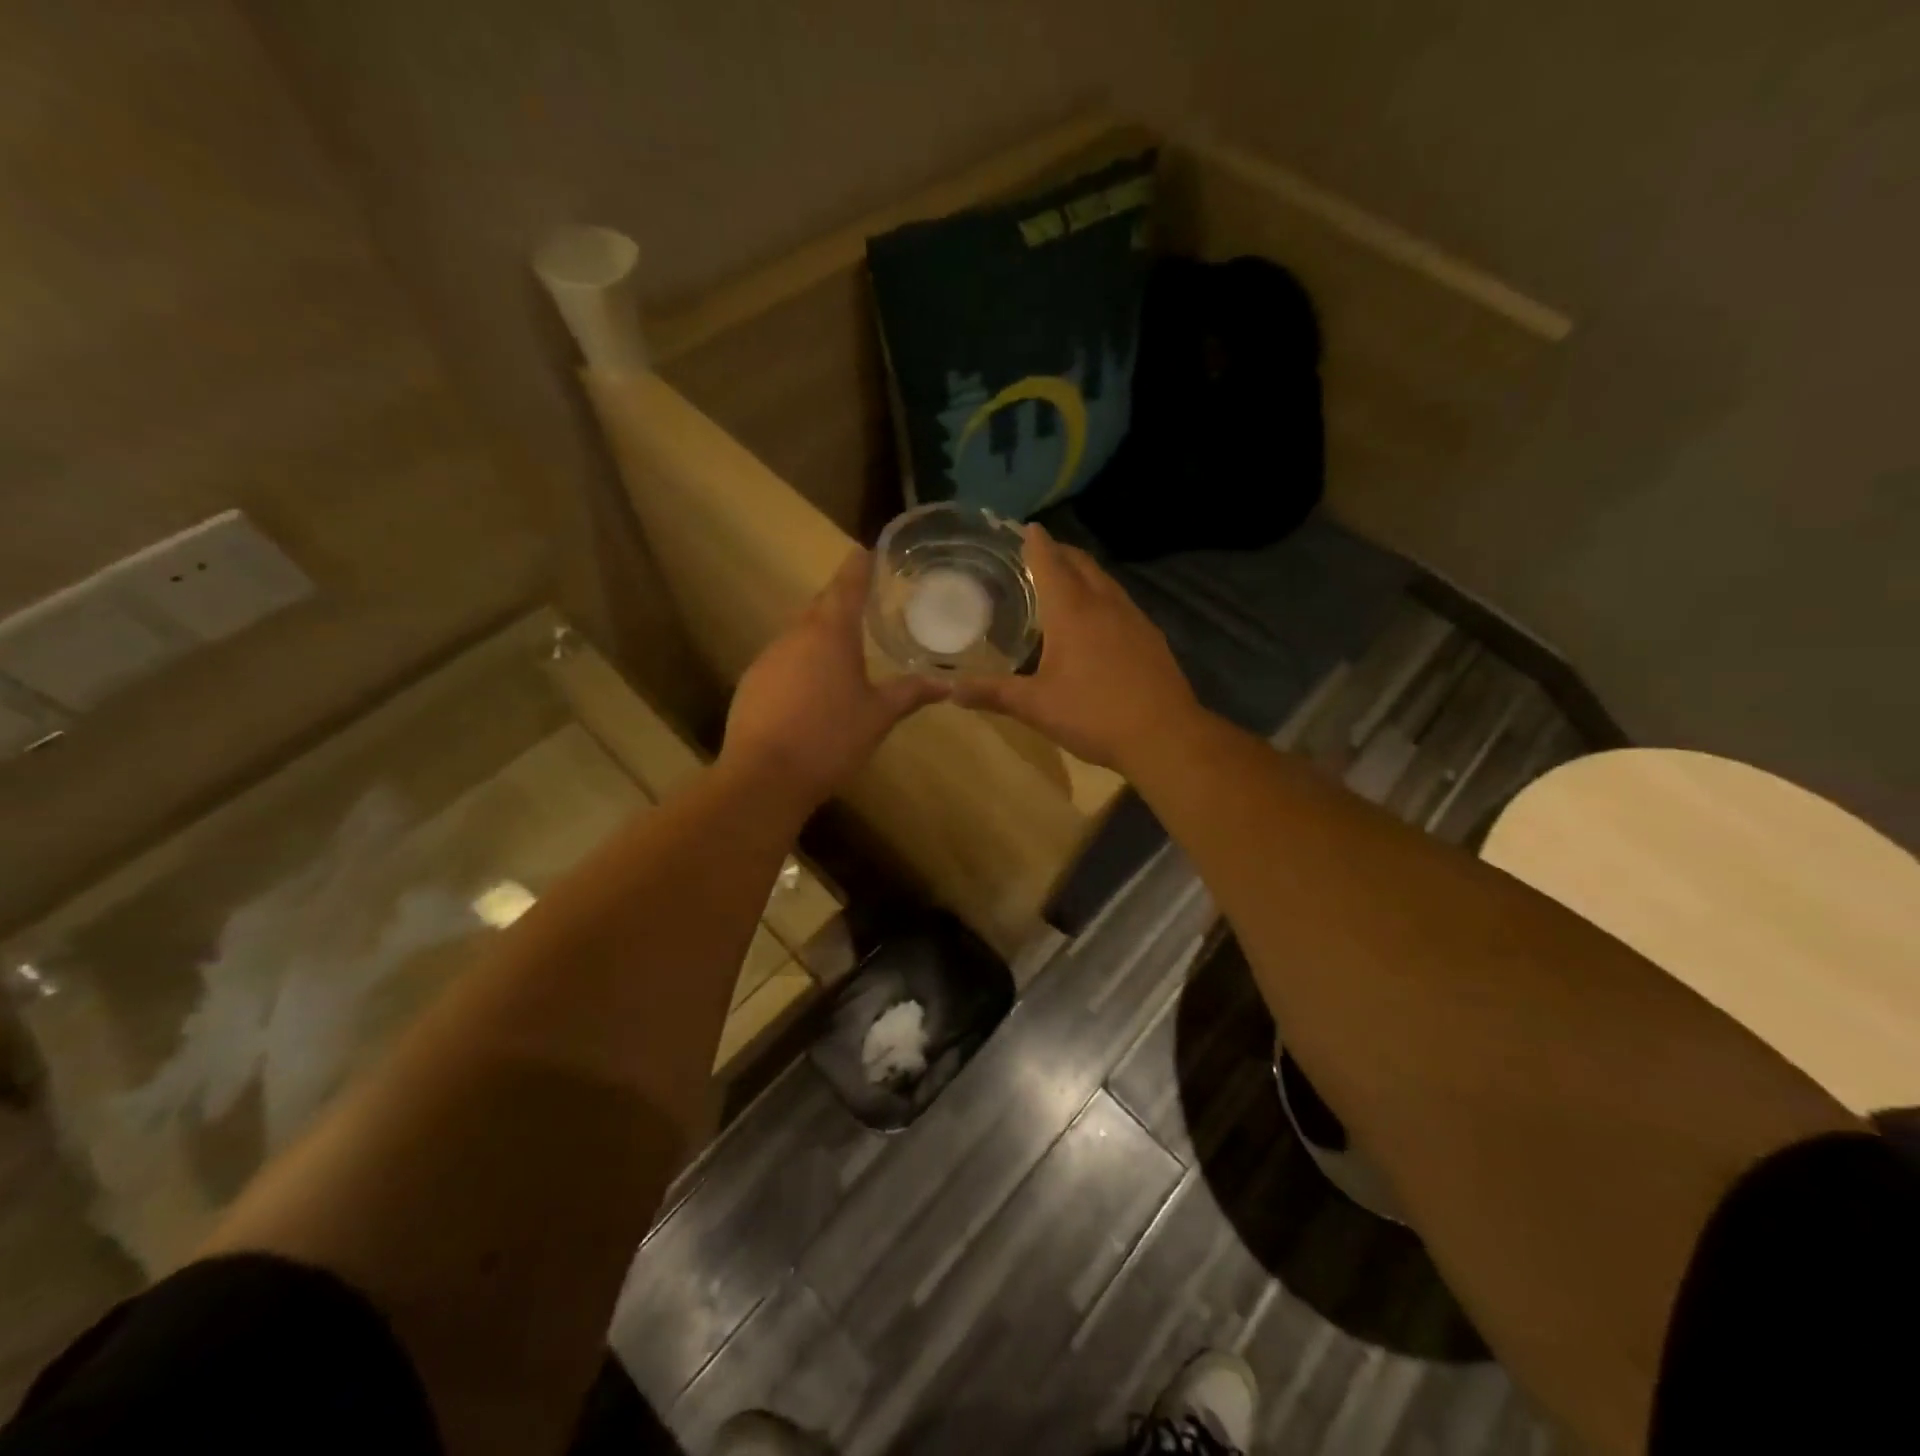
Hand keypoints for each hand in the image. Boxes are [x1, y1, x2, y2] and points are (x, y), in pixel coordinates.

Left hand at [721, 550, 946, 808]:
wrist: (764, 777)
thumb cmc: (831, 738)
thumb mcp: (879, 716)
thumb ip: (910, 693)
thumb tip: (946, 684)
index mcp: (830, 634)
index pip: (846, 587)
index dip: (857, 567)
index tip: (865, 550)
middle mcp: (795, 636)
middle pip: (821, 608)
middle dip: (841, 602)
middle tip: (863, 602)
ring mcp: (767, 659)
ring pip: (800, 636)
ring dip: (821, 637)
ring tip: (844, 651)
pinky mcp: (751, 684)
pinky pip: (783, 662)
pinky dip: (801, 665)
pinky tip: (812, 690)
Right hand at [952, 523, 1200, 772]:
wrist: (1164, 735)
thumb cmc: (1093, 715)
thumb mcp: (1035, 706)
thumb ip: (992, 693)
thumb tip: (948, 688)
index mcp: (1073, 611)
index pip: (1051, 563)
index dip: (1036, 543)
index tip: (1026, 527)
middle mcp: (1104, 604)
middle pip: (1081, 564)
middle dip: (1060, 552)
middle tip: (1039, 552)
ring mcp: (1133, 618)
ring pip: (1105, 581)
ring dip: (1083, 572)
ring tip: (1065, 579)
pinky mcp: (1150, 637)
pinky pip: (1120, 602)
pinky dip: (1102, 595)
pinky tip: (1097, 618)